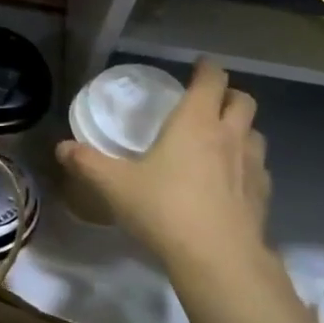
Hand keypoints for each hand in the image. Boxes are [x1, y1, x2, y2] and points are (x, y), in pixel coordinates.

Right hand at [57, 60, 272, 267]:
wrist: (217, 256)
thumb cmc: (164, 209)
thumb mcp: (115, 186)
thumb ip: (88, 163)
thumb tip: (62, 147)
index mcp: (195, 123)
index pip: (211, 80)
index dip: (206, 69)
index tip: (198, 66)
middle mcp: (229, 135)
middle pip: (242, 100)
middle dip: (228, 95)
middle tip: (208, 103)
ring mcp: (252, 165)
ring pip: (255, 133)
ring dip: (241, 129)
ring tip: (221, 141)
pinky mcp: (262, 194)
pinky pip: (259, 168)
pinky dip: (247, 166)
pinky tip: (230, 182)